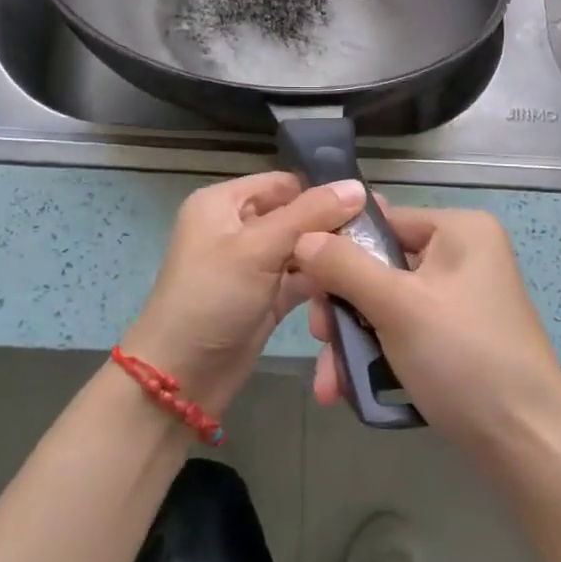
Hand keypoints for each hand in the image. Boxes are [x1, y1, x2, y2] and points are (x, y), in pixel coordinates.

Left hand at [122, 172, 366, 416]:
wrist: (181, 378)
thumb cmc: (212, 297)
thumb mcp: (258, 247)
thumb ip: (309, 214)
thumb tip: (357, 186)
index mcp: (223, 203)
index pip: (282, 183)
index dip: (321, 190)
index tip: (368, 202)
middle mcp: (237, 228)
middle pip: (295, 215)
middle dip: (331, 225)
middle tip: (379, 234)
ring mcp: (252, 266)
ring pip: (301, 249)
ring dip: (330, 256)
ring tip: (375, 259)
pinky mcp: (266, 299)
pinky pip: (301, 280)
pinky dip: (323, 282)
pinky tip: (357, 283)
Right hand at [292, 206, 560, 463]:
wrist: (528, 445)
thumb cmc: (463, 357)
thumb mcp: (396, 306)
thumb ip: (344, 267)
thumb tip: (302, 236)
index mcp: (459, 230)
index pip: (382, 222)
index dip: (337, 249)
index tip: (303, 284)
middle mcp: (461, 255)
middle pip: (378, 267)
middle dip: (342, 309)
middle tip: (319, 339)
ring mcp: (460, 299)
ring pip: (385, 305)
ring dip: (352, 341)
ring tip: (329, 383)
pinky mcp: (456, 337)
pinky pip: (403, 331)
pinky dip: (375, 356)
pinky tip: (347, 389)